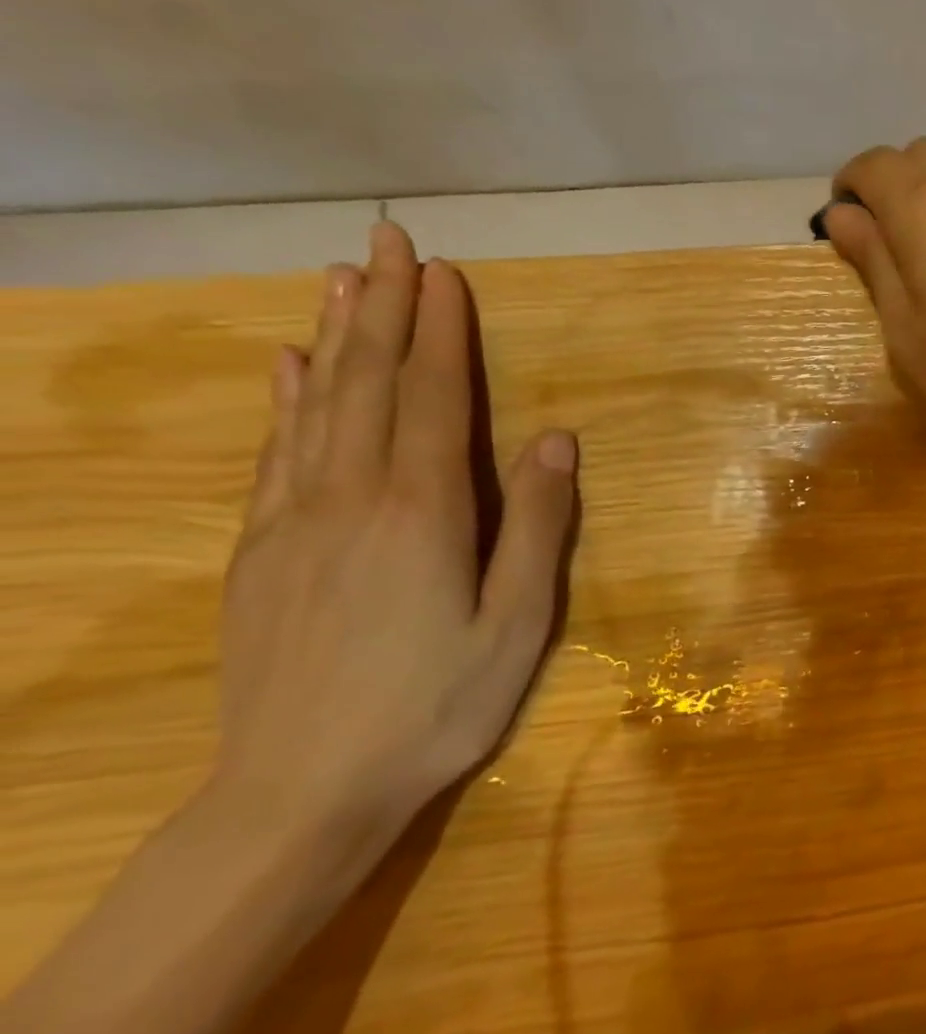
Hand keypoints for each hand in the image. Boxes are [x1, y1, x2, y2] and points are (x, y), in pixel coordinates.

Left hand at [214, 222, 576, 870]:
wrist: (299, 792)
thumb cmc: (434, 707)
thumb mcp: (516, 625)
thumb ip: (537, 527)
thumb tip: (557, 440)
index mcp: (422, 513)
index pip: (434, 399)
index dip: (441, 332)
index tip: (444, 272)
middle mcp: (351, 497)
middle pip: (369, 384)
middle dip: (384, 308)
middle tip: (386, 241)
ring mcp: (295, 521)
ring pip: (315, 406)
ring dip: (334, 337)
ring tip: (341, 280)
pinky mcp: (261, 551)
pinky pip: (275, 454)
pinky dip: (283, 400)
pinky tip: (286, 367)